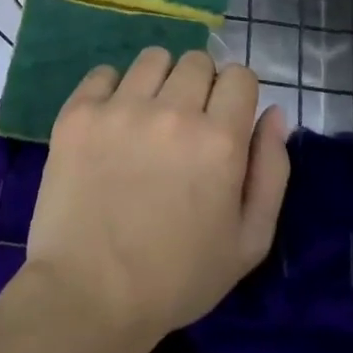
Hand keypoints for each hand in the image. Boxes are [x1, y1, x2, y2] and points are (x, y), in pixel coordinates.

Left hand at [25, 48, 289, 344]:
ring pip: (153, 59)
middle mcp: (172, 111)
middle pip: (198, 61)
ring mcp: (121, 107)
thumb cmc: (177, 277)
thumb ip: (271, 171)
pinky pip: (104, 72)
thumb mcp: (248, 242)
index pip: (240, 76)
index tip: (224, 119)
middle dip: (200, 86)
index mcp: (220, 140)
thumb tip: (273, 113)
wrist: (89, 293)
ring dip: (159, 81)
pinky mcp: (79, 112)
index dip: (236, 95)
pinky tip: (111, 124)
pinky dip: (112, 90)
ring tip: (148, 119)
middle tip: (185, 125)